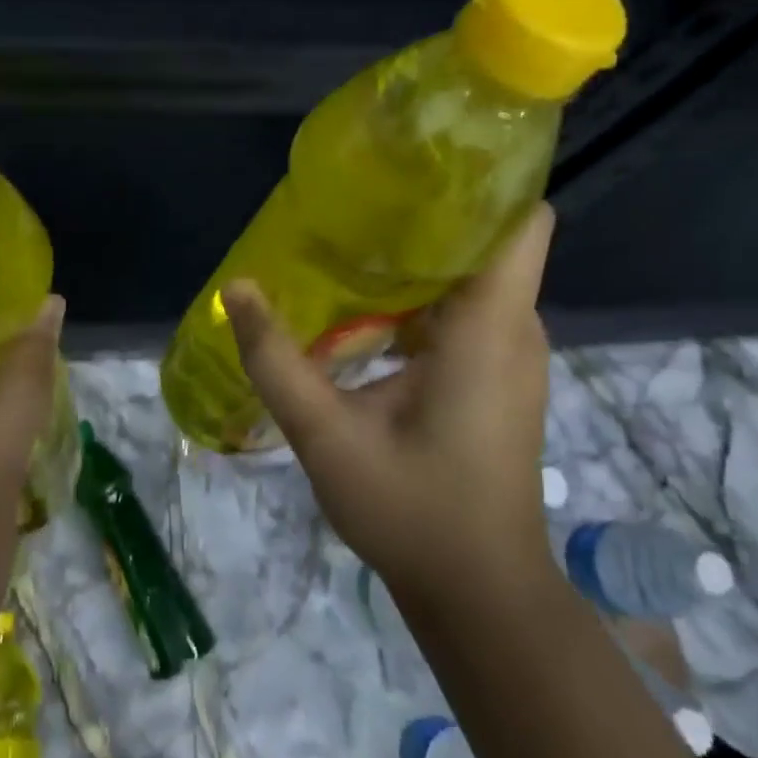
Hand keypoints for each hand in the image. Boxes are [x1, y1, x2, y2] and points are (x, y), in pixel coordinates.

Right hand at [222, 203, 555, 600]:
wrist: (479, 597)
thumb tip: (236, 289)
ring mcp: (509, 354)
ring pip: (471, 275)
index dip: (484, 181)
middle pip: (485, 239)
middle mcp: (512, 329)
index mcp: (489, 329)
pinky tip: (367, 304)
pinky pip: (464, 310)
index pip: (521, 222)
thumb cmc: (414, 513)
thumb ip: (278, 360)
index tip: (423, 160)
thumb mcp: (328, 437)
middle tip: (359, 196)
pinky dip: (422, 295)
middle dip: (429, 212)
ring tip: (353, 238)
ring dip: (420, 255)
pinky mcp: (497, 375)